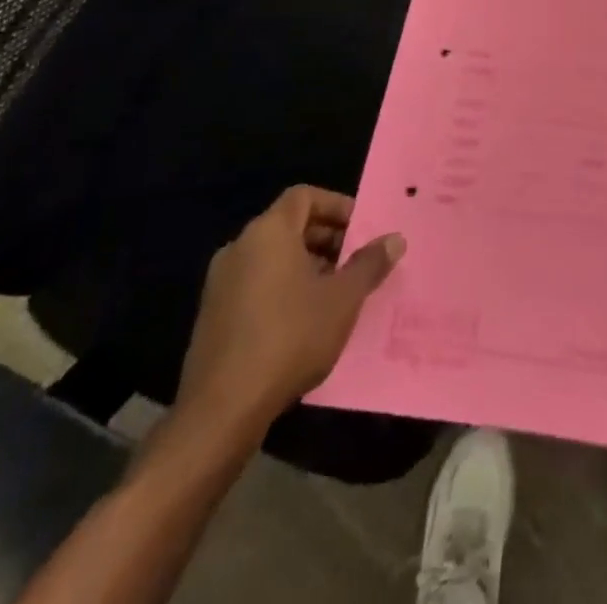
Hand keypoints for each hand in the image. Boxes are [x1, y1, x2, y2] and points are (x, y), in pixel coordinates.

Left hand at [174, 187, 404, 439]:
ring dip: (307, 266)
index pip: (304, 196)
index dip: (336, 206)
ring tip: (336, 293)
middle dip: (327, 238)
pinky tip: (304, 322)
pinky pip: (255, 285)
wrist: (220, 411)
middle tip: (356, 261)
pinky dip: (282, 289)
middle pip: (289, 225)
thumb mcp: (343, 299)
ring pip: (272, 258)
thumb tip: (395, 239)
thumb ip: (370, 263)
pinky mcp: (212, 317)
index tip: (361, 229)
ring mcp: (220, 284)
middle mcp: (239, 248)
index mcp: (268, 233)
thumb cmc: (289, 338)